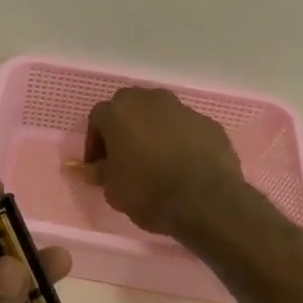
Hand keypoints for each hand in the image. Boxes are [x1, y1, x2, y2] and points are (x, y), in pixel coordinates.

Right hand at [84, 87, 246, 237]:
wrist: (205, 202)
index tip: (99, 165)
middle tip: (125, 158)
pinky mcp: (209, 124)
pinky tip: (183, 166)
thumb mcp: (113, 189)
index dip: (95, 142)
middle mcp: (150, 100)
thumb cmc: (148, 192)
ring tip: (157, 162)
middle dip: (125, 129)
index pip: (98, 119)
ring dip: (154, 133)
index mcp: (120, 111)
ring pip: (160, 116)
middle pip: (130, 108)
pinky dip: (181, 142)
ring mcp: (183, 109)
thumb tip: (93, 168)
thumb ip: (100, 172)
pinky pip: (186, 130)